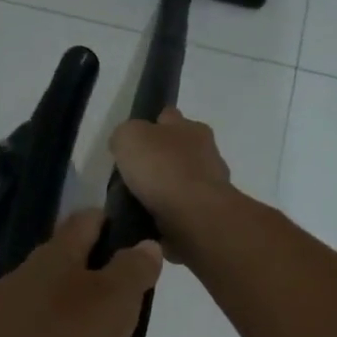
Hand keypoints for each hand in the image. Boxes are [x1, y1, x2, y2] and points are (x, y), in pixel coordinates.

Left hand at [0, 209, 161, 336]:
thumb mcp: (113, 298)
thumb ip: (134, 269)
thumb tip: (146, 245)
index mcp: (57, 254)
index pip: (89, 220)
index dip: (117, 225)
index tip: (146, 247)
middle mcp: (35, 281)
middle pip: (83, 277)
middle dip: (117, 304)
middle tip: (143, 326)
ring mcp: (21, 322)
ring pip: (76, 330)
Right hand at [108, 107, 234, 257]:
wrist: (194, 215)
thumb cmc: (162, 168)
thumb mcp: (129, 137)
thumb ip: (125, 135)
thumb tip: (124, 144)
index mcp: (191, 127)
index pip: (168, 117)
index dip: (149, 125)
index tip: (134, 142)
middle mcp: (207, 151)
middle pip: (178, 149)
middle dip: (160, 159)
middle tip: (135, 175)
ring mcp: (212, 184)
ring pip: (183, 180)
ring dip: (167, 188)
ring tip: (141, 202)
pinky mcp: (210, 212)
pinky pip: (185, 208)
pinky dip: (172, 212)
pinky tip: (155, 219)